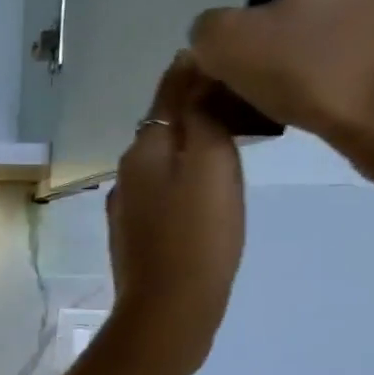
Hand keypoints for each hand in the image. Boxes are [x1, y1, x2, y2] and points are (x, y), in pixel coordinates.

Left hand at [105, 54, 245, 374]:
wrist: (168, 311)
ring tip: (233, 146)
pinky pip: (162, 194)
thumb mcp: (210, 162)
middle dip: (198, 110)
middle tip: (246, 106)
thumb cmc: (197, 236)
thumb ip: (202, 113)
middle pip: (165, 126)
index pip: (170, 90)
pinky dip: (184, 183)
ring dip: (192, 149)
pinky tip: (205, 195)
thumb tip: (194, 67)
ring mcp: (127, 208)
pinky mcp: (136, 237)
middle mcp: (126, 172)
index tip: (238, 63)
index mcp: (143, 148)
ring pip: (163, 162)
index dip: (201, 72)